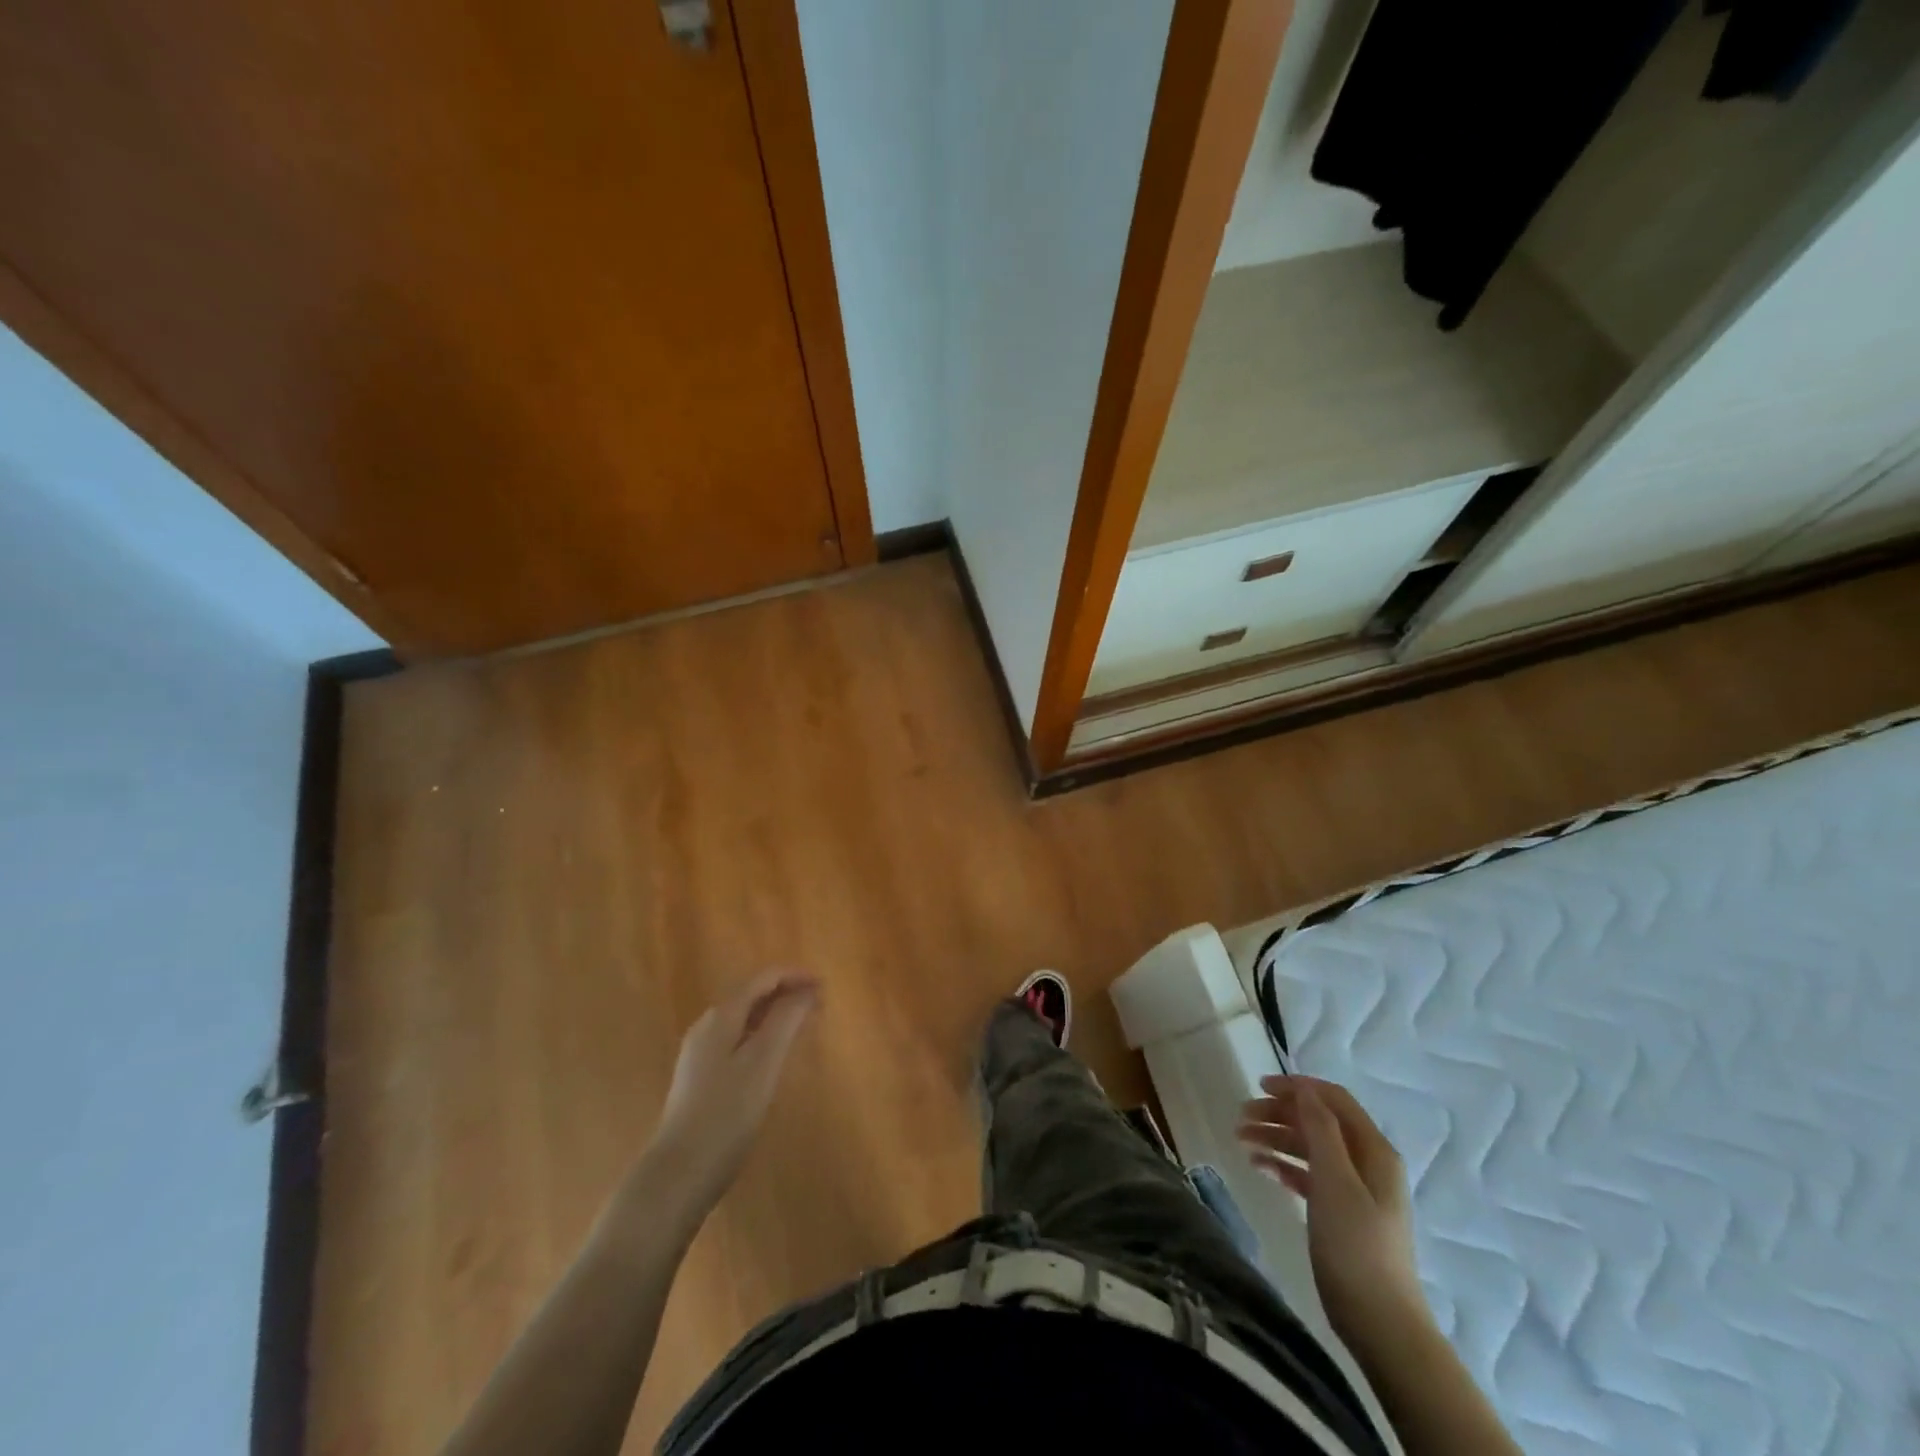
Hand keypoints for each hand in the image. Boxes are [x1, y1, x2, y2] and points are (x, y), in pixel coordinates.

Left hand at [652, 969, 820, 1208]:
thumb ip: (785, 1020)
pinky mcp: (699, 1079)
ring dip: (775, 1015)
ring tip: (803, 1027)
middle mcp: (707, 1026)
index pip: (763, 979)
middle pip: (751, 995)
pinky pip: (736, 1040)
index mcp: (721, 1016)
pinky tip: (773, 1058)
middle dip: (786, 993)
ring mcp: (699, 1054)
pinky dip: (762, 1036)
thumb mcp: (763, 1062)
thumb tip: (805, 990)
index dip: (795, 976)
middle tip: (820, 1006)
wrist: (678, 1174)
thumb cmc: (726, 1114)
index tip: (825, 987)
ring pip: (744, 1019)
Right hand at [1239, 1074, 1431, 1357]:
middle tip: (1241, 1117)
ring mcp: (1355, 1189)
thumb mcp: (1335, 1181)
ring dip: (1276, 1138)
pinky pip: (1308, 1175)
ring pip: (1309, 1147)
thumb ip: (1320, 1130)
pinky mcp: (1341, 1213)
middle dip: (1279, 1113)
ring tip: (1241, 1140)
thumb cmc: (1356, 1246)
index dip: (1297, 1088)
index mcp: (1373, 1150)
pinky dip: (1283, 1165)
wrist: (1381, 1324)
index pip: (1333, 1099)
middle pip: (1318, 1121)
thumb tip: (1305, 1090)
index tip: (1258, 1086)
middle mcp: (1367, 1163)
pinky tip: (1259, 1166)